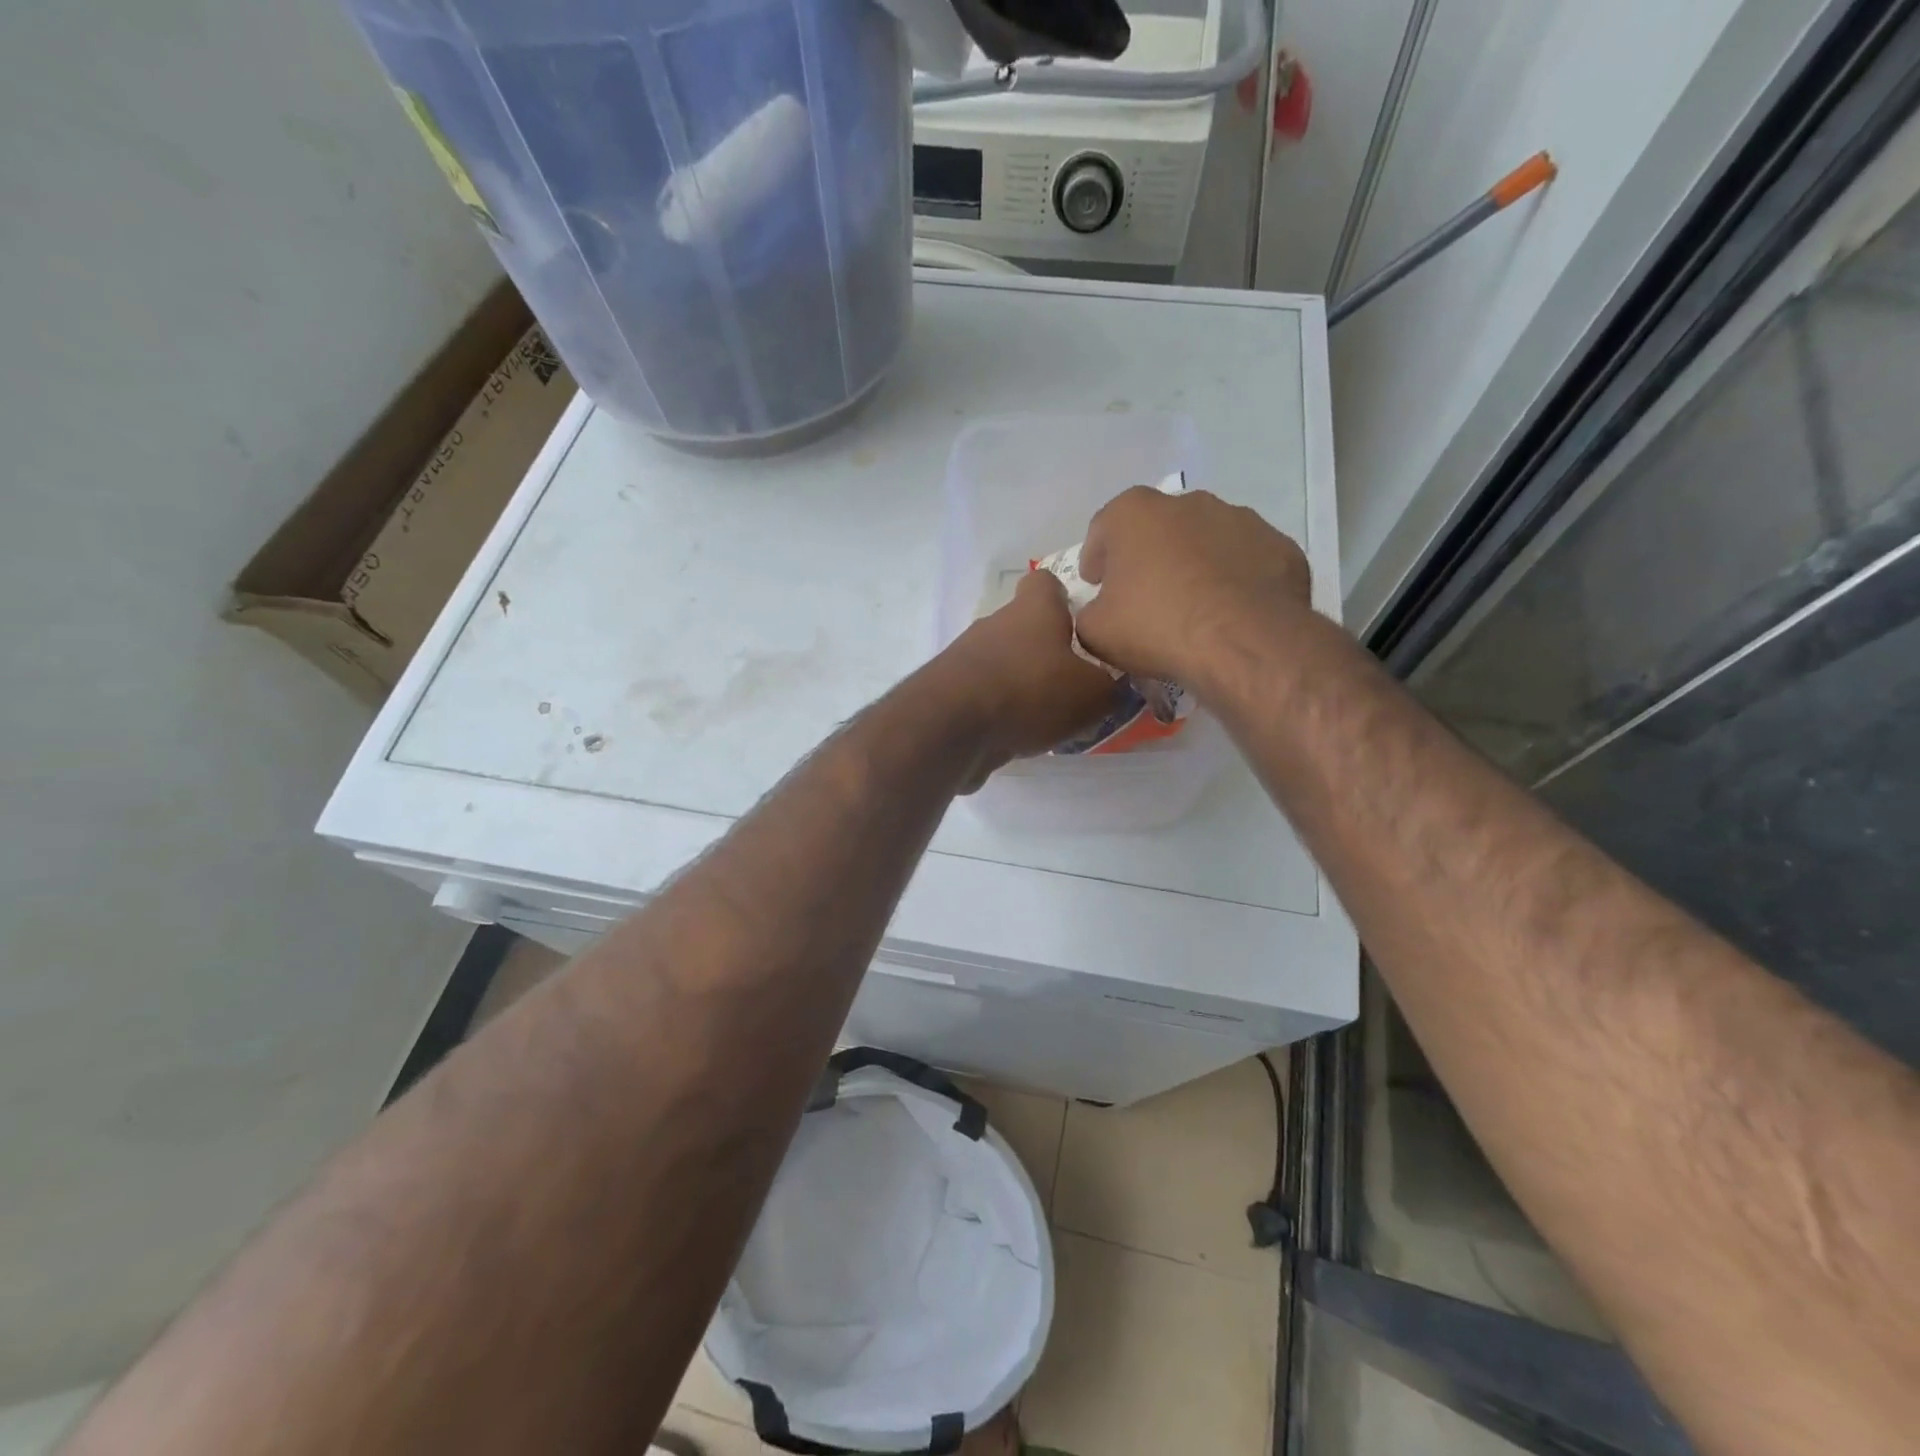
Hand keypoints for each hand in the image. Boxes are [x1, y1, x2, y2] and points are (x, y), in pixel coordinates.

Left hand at [935, 569, 1120, 784]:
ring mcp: (966, 659)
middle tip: (1075, 684)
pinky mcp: (948, 694)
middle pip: (1024, 629)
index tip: (1080, 622)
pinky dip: (1000, 713)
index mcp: (1033, 610)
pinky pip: (984, 697)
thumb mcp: (1093, 694)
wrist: (952, 727)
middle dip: (1046, 653)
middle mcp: (995, 625)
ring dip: (1023, 686)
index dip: (1063, 597)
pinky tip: (1018, 738)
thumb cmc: (1031, 693)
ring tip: (1050, 719)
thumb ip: (1110, 688)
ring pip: (1003, 664)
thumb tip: (1113, 687)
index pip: (1045, 583)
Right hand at [1076, 487, 1312, 687]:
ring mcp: (1241, 519)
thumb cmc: (1156, 626)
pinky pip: (1245, 562)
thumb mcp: (1096, 631)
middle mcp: (1188, 503)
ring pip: (1205, 540)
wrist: (1243, 641)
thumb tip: (1100, 610)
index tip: (1096, 584)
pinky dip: (1235, 580)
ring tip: (1192, 607)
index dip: (1095, 558)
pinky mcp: (1279, 546)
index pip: (1103, 528)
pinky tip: (1230, 613)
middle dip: (1148, 556)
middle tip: (1143, 596)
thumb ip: (1089, 612)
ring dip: (1194, 564)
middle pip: (1157, 528)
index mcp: (1134, 513)